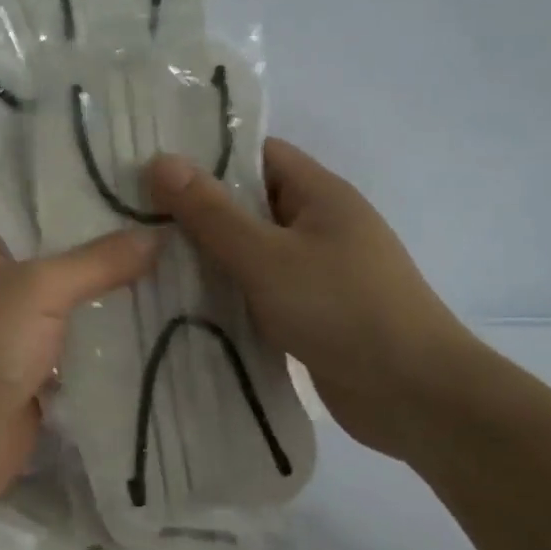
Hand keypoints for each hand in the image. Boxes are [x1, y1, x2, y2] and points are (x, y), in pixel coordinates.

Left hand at [0, 223, 157, 518]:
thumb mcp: (39, 287)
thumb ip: (99, 261)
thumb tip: (160, 234)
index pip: (47, 213)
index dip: (95, 204)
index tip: (153, 195)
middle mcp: (4, 287)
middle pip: (70, 264)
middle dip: (119, 258)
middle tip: (183, 238)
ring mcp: (21, 335)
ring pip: (81, 312)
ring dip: (121, 305)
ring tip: (187, 281)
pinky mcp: (39, 378)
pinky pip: (85, 355)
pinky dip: (115, 349)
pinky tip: (165, 332)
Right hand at [147, 137, 476, 460]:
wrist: (414, 394)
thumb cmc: (341, 309)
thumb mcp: (266, 256)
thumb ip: (211, 212)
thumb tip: (160, 161)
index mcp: (320, 194)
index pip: (258, 155)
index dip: (207, 157)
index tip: (153, 170)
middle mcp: (320, 225)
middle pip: (251, 204)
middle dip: (198, 211)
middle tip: (136, 219)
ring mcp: (318, 272)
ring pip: (252, 252)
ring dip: (210, 258)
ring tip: (148, 261)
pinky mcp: (312, 313)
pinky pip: (261, 291)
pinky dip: (229, 295)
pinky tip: (184, 306)